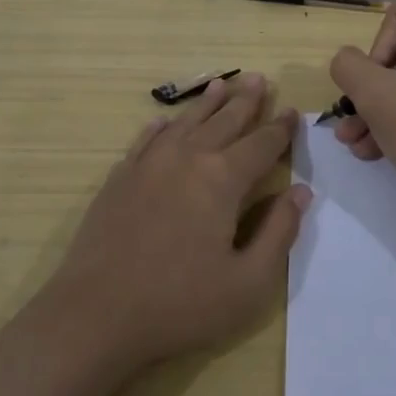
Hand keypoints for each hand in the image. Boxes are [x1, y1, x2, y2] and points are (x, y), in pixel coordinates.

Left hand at [44, 74, 308, 371]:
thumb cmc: (179, 305)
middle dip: (246, 101)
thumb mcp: (247, 282)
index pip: (261, 144)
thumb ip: (279, 233)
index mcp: (223, 179)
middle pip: (224, 121)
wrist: (94, 316)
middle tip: (260, 79)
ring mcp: (149, 165)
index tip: (293, 111)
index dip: (280, 128)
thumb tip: (301, 192)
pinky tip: (165, 121)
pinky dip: (160, 127)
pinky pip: (146, 140)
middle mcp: (188, 158)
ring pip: (186, 123)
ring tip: (221, 84)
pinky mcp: (119, 179)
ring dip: (207, 103)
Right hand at [328, 2, 395, 220]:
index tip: (374, 86)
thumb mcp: (379, 96)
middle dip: (368, 89)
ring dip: (372, 110)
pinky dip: (392, 123)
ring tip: (351, 140)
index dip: (377, 49)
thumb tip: (346, 62)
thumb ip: (350, 67)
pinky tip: (369, 150)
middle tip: (350, 118)